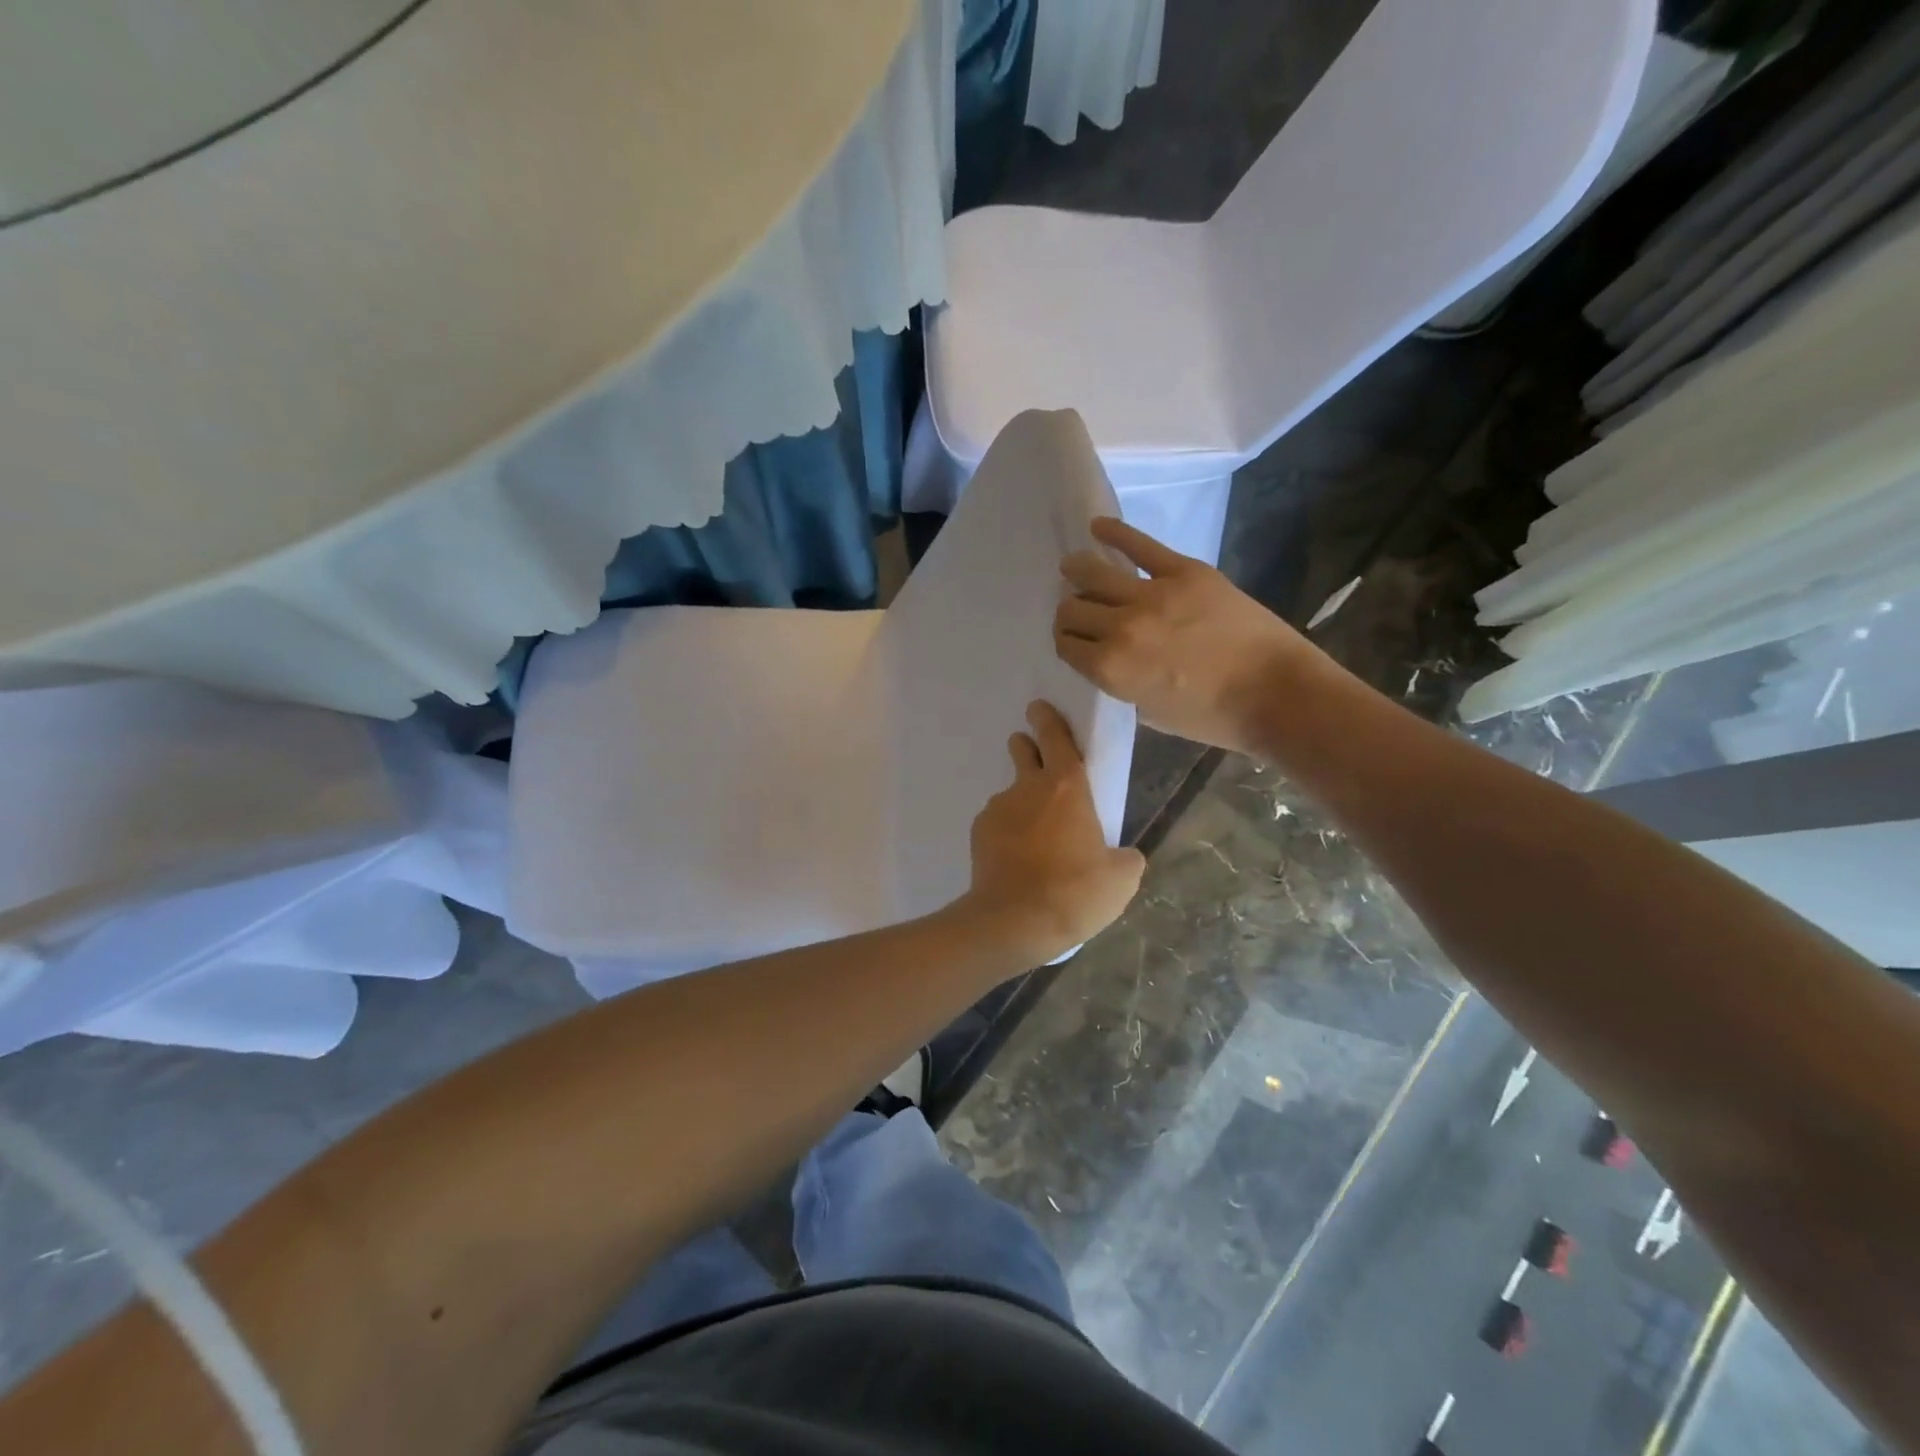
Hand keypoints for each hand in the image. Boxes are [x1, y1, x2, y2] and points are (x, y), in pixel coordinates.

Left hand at [963, 701, 1145, 963]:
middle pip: (1024, 752)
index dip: (1049, 720)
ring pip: (1012, 794)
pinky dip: (1008, 831)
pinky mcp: (978, 833)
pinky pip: (997, 823)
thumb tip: (1124, 855)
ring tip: (1036, 836)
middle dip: (1027, 746)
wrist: (1014, 922)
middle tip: (1033, 753)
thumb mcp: (1121, 879)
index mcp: (1068, 787)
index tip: (1039, 708)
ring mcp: (998, 809)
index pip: (1056, 737)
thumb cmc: (1075, 892)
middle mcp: (1028, 788)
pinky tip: (1018, 859)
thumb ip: (1126, 857)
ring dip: (1022, 802)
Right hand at [1055, 518, 1317, 756]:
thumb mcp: (1150, 714)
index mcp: (1110, 668)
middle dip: (1069, 612)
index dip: (1066, 642)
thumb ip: (1121, 683)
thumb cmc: (1213, 717)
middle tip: (1079, 612)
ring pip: (1093, 572)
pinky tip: (1098, 526)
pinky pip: (1139, 544)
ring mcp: (1151, 594)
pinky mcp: (1183, 571)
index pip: (1066, 644)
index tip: (1075, 640)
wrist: (1276, 694)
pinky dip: (1113, 532)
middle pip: (1072, 608)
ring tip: (1074, 568)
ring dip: (1077, 570)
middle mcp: (1120, 627)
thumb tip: (1109, 659)